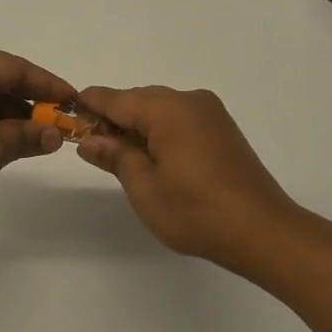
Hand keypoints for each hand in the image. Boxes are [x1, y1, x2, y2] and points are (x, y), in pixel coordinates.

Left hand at [0, 45, 71, 223]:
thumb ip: (26, 136)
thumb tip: (56, 134)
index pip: (17, 68)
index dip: (49, 85)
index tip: (76, 101)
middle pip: (1, 81)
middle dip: (32, 104)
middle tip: (63, 125)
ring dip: (12, 117)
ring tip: (43, 139)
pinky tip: (12, 143)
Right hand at [74, 85, 300, 267]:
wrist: (264, 231)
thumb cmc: (197, 212)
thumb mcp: (144, 188)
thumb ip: (115, 156)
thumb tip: (89, 139)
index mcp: (167, 109)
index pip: (116, 99)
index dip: (89, 105)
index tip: (67, 111)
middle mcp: (189, 100)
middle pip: (139, 100)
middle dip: (114, 118)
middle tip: (91, 144)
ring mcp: (210, 113)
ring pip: (161, 108)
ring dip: (138, 125)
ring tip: (121, 155)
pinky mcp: (222, 128)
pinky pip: (180, 118)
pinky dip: (161, 130)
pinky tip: (153, 156)